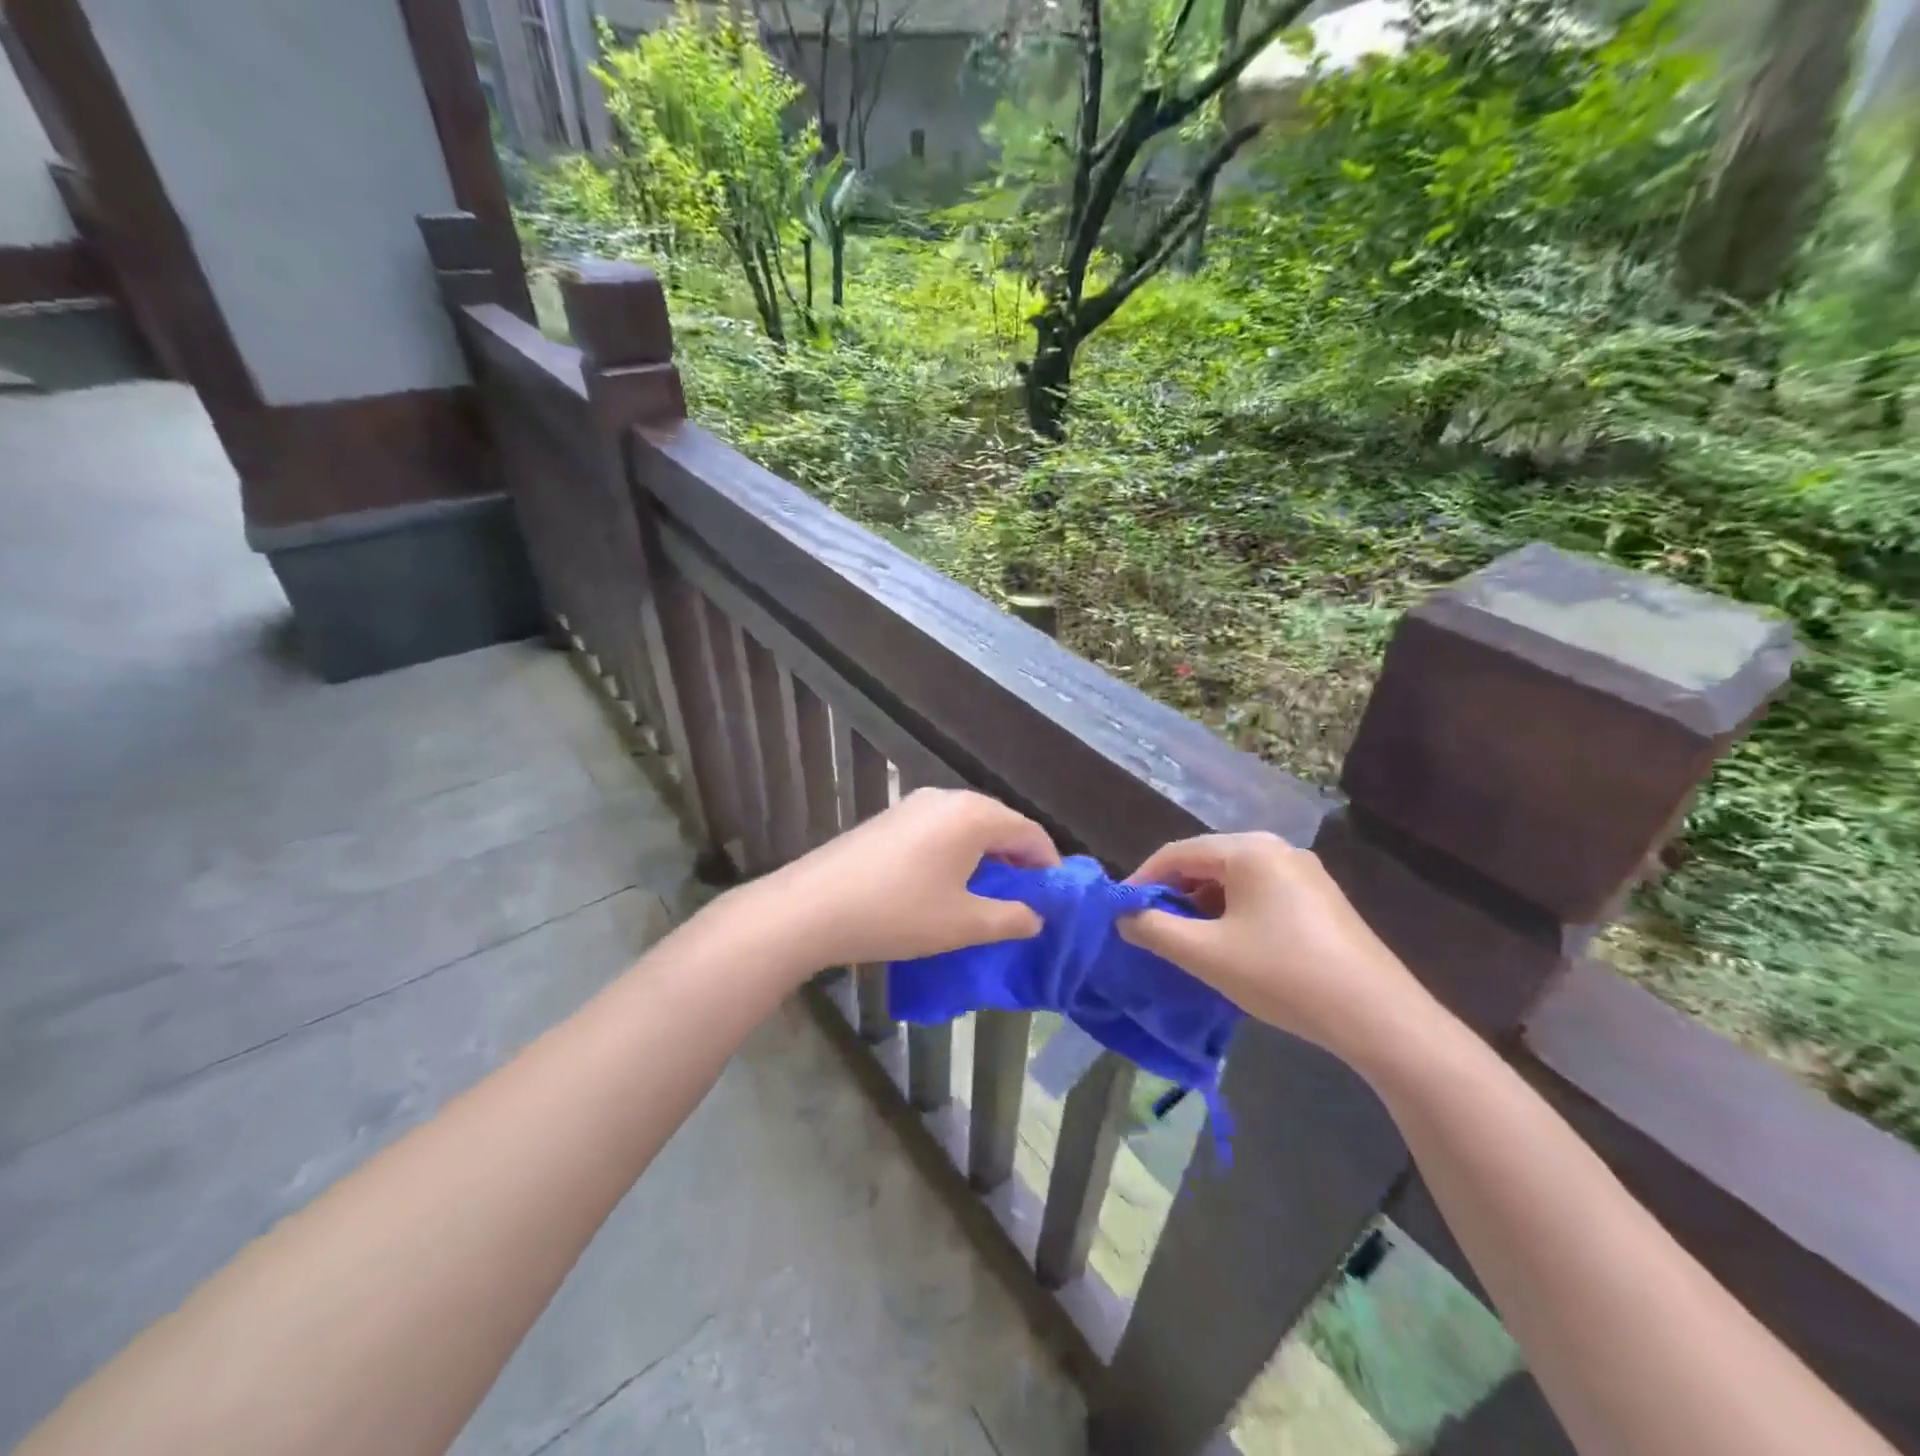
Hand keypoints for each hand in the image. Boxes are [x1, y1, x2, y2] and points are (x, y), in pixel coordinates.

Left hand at [750, 788, 1058, 969]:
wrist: (813, 906)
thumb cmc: (898, 913)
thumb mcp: (963, 924)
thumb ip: (1010, 918)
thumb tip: (1036, 917)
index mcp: (973, 815)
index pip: (1028, 831)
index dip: (1048, 863)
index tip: (1054, 896)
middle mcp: (946, 798)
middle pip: (999, 822)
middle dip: (1018, 857)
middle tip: (1025, 896)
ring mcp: (913, 804)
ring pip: (967, 824)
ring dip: (986, 854)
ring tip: (988, 892)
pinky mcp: (890, 817)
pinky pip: (940, 828)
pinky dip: (957, 850)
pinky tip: (947, 881)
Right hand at [1119, 833, 1436, 1065]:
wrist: (1378, 1017)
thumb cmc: (1282, 974)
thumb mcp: (1206, 954)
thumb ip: (1154, 930)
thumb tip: (1123, 917)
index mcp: (1248, 850)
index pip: (1177, 853)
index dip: (1143, 880)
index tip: (1121, 911)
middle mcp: (1278, 849)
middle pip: (1207, 862)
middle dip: (1173, 893)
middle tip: (1151, 928)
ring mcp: (1305, 873)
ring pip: (1234, 879)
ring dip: (1203, 905)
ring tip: (1187, 940)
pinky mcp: (1321, 900)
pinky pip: (1261, 893)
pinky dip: (1233, 912)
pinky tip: (1231, 945)